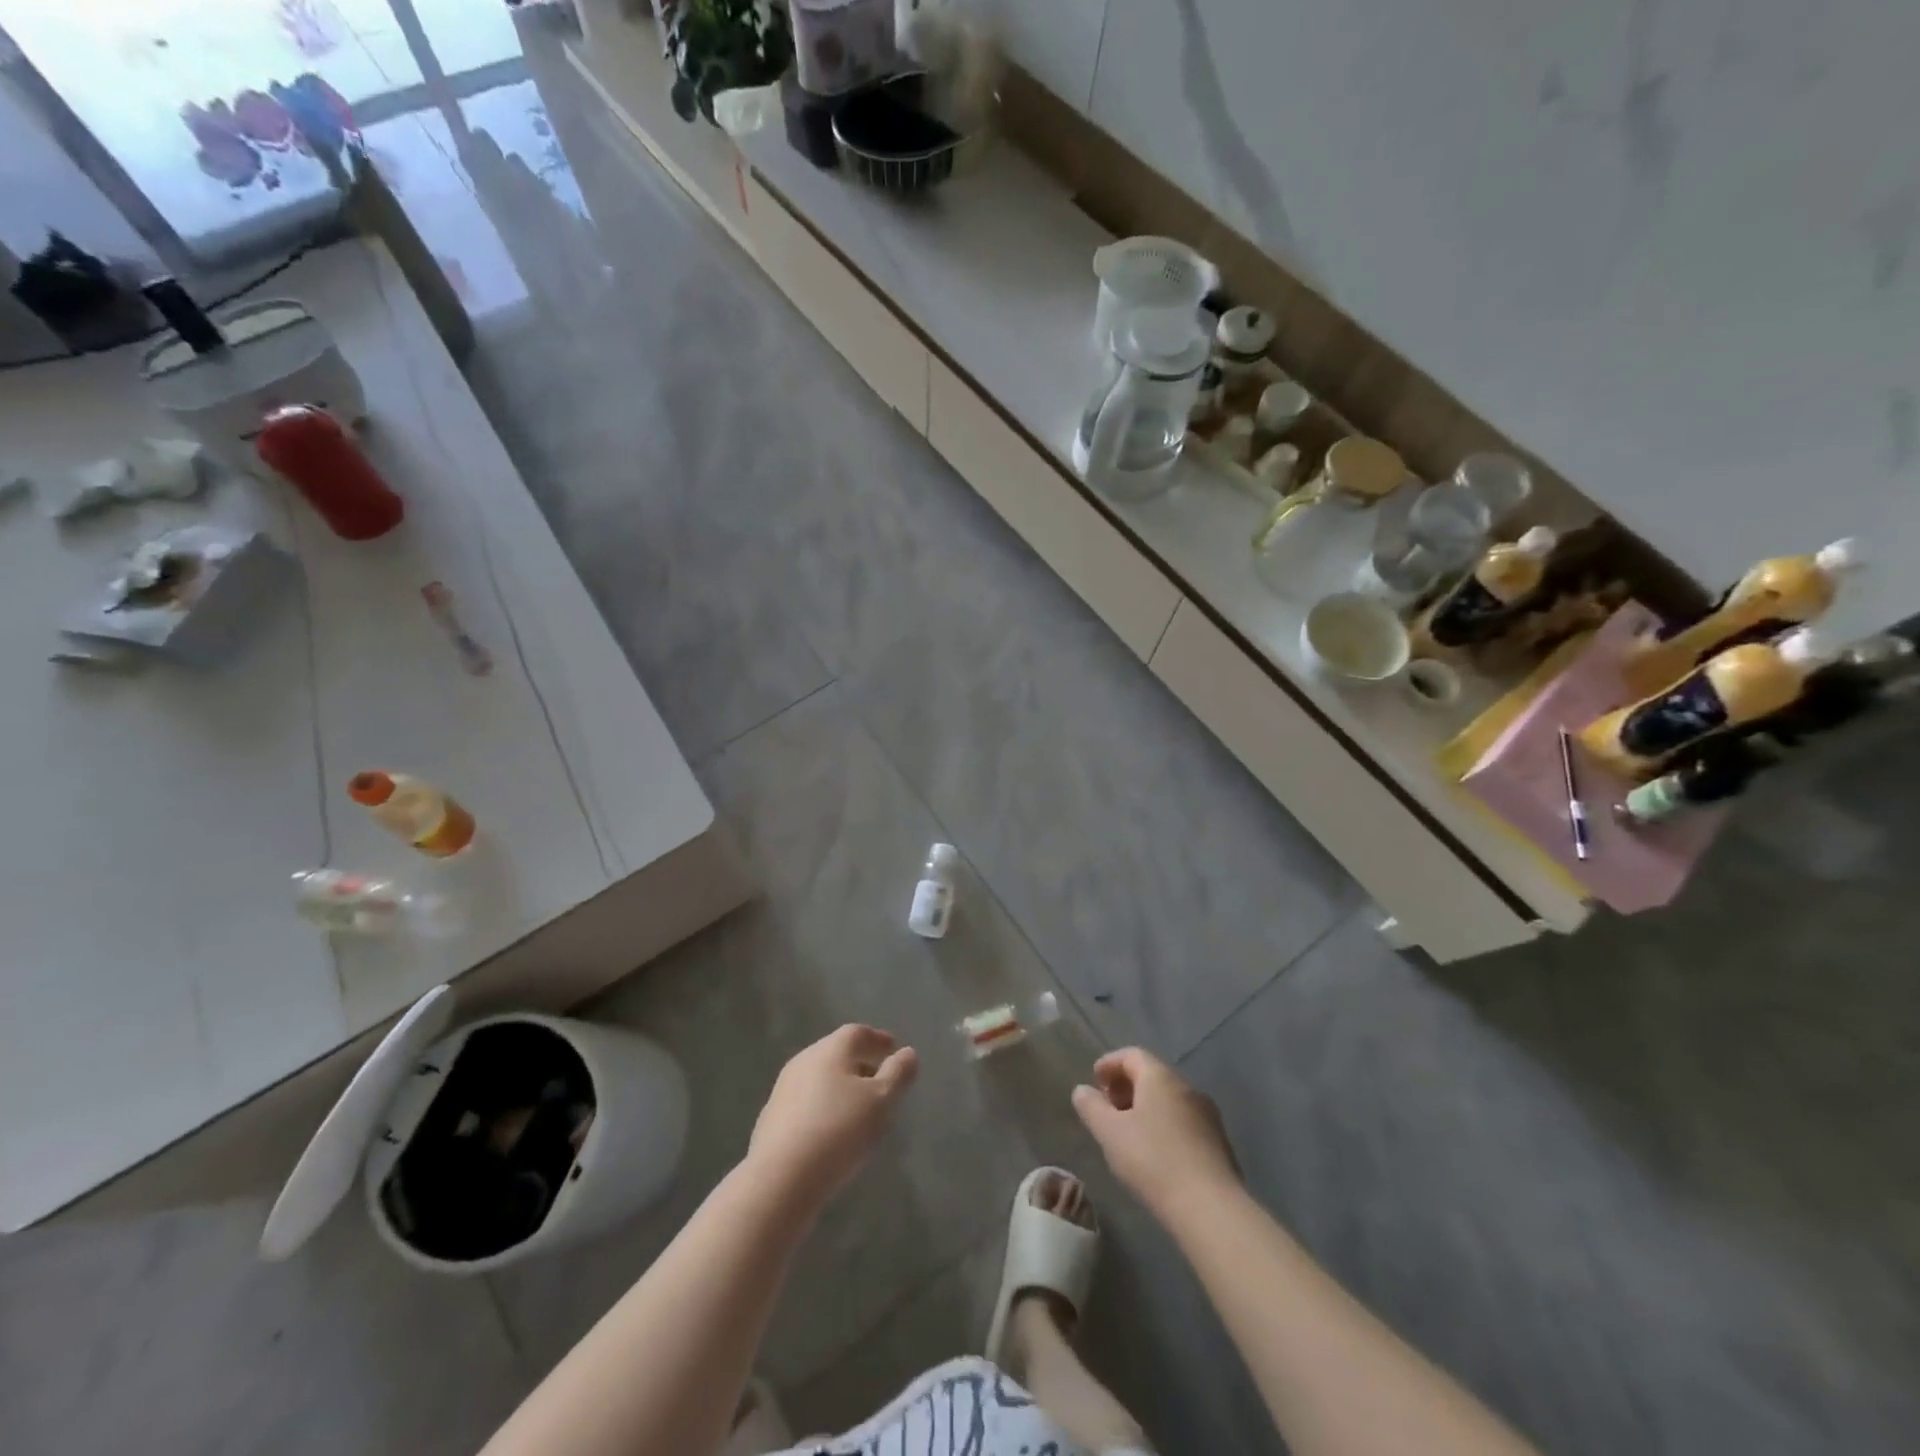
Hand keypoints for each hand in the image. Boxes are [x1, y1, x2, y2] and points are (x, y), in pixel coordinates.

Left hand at [747, 1025, 918, 1207]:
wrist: (779, 1179)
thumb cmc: (838, 1131)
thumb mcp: (881, 1101)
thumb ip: (898, 1074)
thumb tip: (908, 1053)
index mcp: (830, 1049)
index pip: (858, 1033)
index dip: (878, 1039)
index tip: (893, 1049)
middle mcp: (804, 1061)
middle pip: (837, 1054)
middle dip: (861, 1064)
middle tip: (880, 1081)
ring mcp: (783, 1090)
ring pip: (820, 1080)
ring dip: (841, 1088)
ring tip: (860, 1110)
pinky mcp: (771, 1120)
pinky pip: (806, 1104)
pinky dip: (824, 1108)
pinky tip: (832, 1132)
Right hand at [1072, 1047, 1239, 1219]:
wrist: (1211, 1208)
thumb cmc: (1153, 1161)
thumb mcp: (1109, 1133)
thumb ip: (1091, 1107)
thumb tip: (1082, 1090)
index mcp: (1160, 1077)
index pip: (1132, 1055)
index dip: (1110, 1063)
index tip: (1095, 1081)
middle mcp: (1187, 1087)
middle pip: (1152, 1075)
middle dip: (1126, 1087)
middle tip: (1108, 1109)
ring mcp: (1208, 1115)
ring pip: (1169, 1100)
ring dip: (1146, 1108)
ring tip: (1128, 1134)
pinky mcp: (1219, 1143)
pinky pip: (1184, 1121)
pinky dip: (1164, 1126)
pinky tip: (1155, 1154)